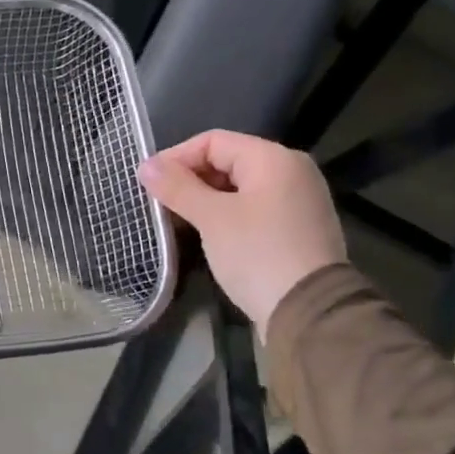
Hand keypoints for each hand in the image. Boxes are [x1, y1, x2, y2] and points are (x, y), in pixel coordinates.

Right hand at [137, 130, 345, 334]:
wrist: (309, 312)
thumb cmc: (257, 253)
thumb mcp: (212, 218)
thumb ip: (177, 188)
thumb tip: (145, 166)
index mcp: (274, 159)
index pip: (213, 141)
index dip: (176, 157)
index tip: (148, 183)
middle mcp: (291, 171)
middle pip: (227, 161)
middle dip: (189, 179)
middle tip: (159, 203)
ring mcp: (297, 201)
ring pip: (238, 187)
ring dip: (204, 199)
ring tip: (175, 219)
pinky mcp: (295, 228)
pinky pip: (252, 208)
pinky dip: (225, 214)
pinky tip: (205, 233)